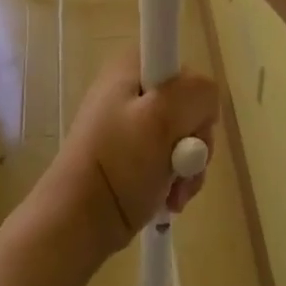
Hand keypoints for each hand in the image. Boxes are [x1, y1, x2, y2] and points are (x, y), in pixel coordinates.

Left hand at [37, 47, 218, 260]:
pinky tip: (168, 199)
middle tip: (183, 166)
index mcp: (132, 66)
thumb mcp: (161, 117)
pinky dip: (175, 179)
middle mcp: (131, 87)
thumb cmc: (119, 163)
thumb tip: (206, 101)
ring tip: (174, 192)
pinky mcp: (132, 154)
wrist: (78, 220)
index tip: (185, 126)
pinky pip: (169, 158)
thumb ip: (196, 93)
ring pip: (184, 136)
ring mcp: (131, 123)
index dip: (194, 100)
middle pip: (189, 106)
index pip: (185, 69)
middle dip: (194, 142)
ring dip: (187, 168)